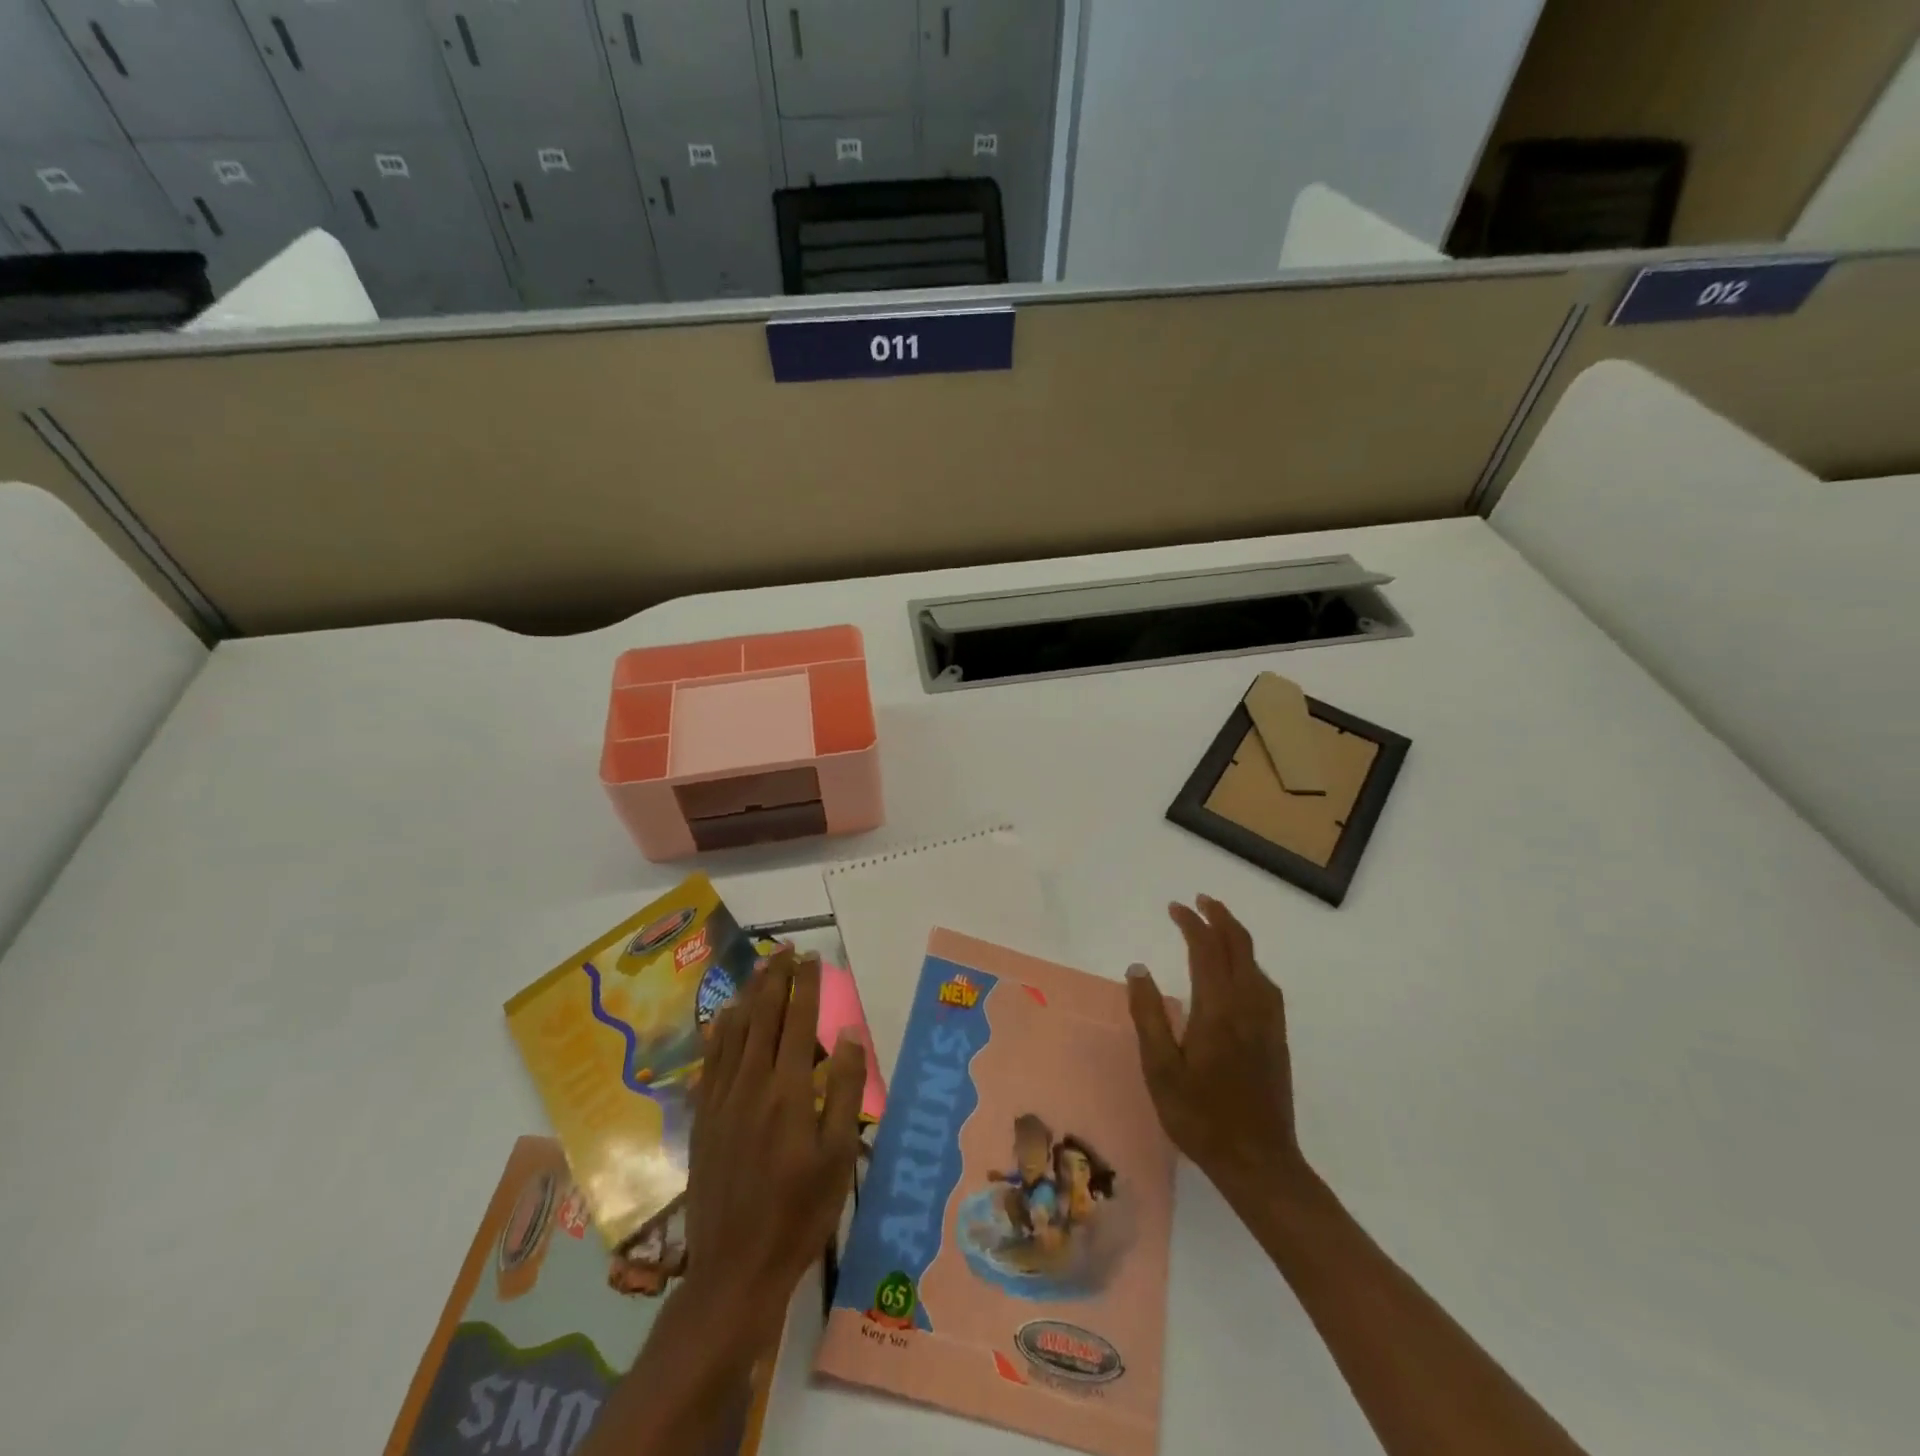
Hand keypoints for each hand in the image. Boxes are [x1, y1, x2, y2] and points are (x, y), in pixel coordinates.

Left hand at [682, 947, 866, 1352]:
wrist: (735, 1269)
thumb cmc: (800, 1213)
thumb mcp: (839, 1156)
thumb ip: (846, 1090)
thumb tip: (849, 1035)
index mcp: (789, 1091)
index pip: (799, 1022)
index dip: (806, 985)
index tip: (813, 958)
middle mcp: (751, 1084)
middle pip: (763, 1017)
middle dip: (775, 978)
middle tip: (785, 950)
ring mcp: (722, 1100)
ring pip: (734, 1032)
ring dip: (748, 996)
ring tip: (759, 970)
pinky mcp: (704, 1119)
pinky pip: (711, 1061)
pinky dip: (719, 1032)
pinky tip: (723, 1019)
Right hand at [1126, 895, 1306, 1210]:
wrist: (1259, 1162)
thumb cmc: (1201, 1117)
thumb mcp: (1161, 1069)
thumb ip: (1149, 1015)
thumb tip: (1138, 969)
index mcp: (1218, 1009)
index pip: (1206, 949)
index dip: (1191, 923)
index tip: (1175, 907)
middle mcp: (1248, 1005)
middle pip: (1239, 946)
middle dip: (1220, 917)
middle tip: (1199, 901)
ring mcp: (1267, 1022)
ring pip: (1256, 962)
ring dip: (1236, 936)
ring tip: (1216, 925)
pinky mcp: (1276, 1037)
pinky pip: (1265, 983)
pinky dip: (1249, 961)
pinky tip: (1240, 971)